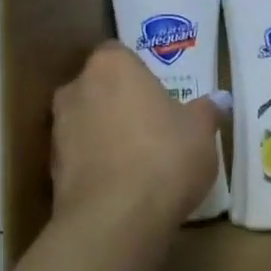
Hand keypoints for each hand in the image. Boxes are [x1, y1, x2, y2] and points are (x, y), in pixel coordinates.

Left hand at [51, 42, 223, 233]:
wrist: (115, 217)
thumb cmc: (165, 156)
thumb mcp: (201, 132)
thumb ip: (207, 111)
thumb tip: (219, 100)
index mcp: (112, 66)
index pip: (119, 54)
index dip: (138, 72)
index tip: (158, 93)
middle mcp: (77, 89)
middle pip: (99, 88)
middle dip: (120, 102)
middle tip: (152, 125)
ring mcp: (59, 131)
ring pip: (87, 123)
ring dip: (107, 135)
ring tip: (139, 161)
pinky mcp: (52, 170)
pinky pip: (80, 157)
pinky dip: (97, 165)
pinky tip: (123, 186)